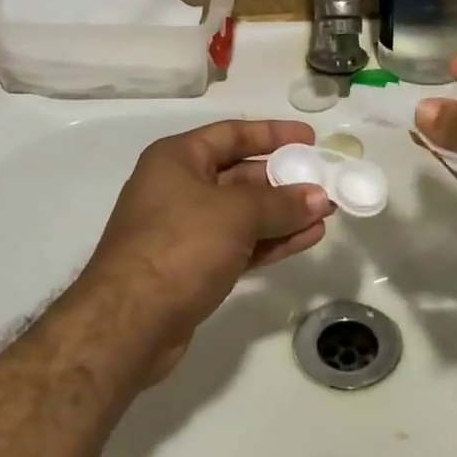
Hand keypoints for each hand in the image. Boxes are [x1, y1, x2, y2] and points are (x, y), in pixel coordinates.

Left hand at [78, 119, 334, 380]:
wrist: (129, 322)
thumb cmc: (180, 245)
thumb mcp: (236, 214)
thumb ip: (281, 203)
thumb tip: (320, 197)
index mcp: (177, 159)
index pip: (231, 134)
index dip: (271, 134)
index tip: (309, 139)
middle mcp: (178, 188)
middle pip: (239, 174)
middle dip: (283, 180)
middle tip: (325, 181)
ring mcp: (185, 230)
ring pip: (244, 214)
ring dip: (284, 213)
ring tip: (326, 212)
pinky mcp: (194, 267)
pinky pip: (241, 244)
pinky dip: (272, 240)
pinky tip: (308, 238)